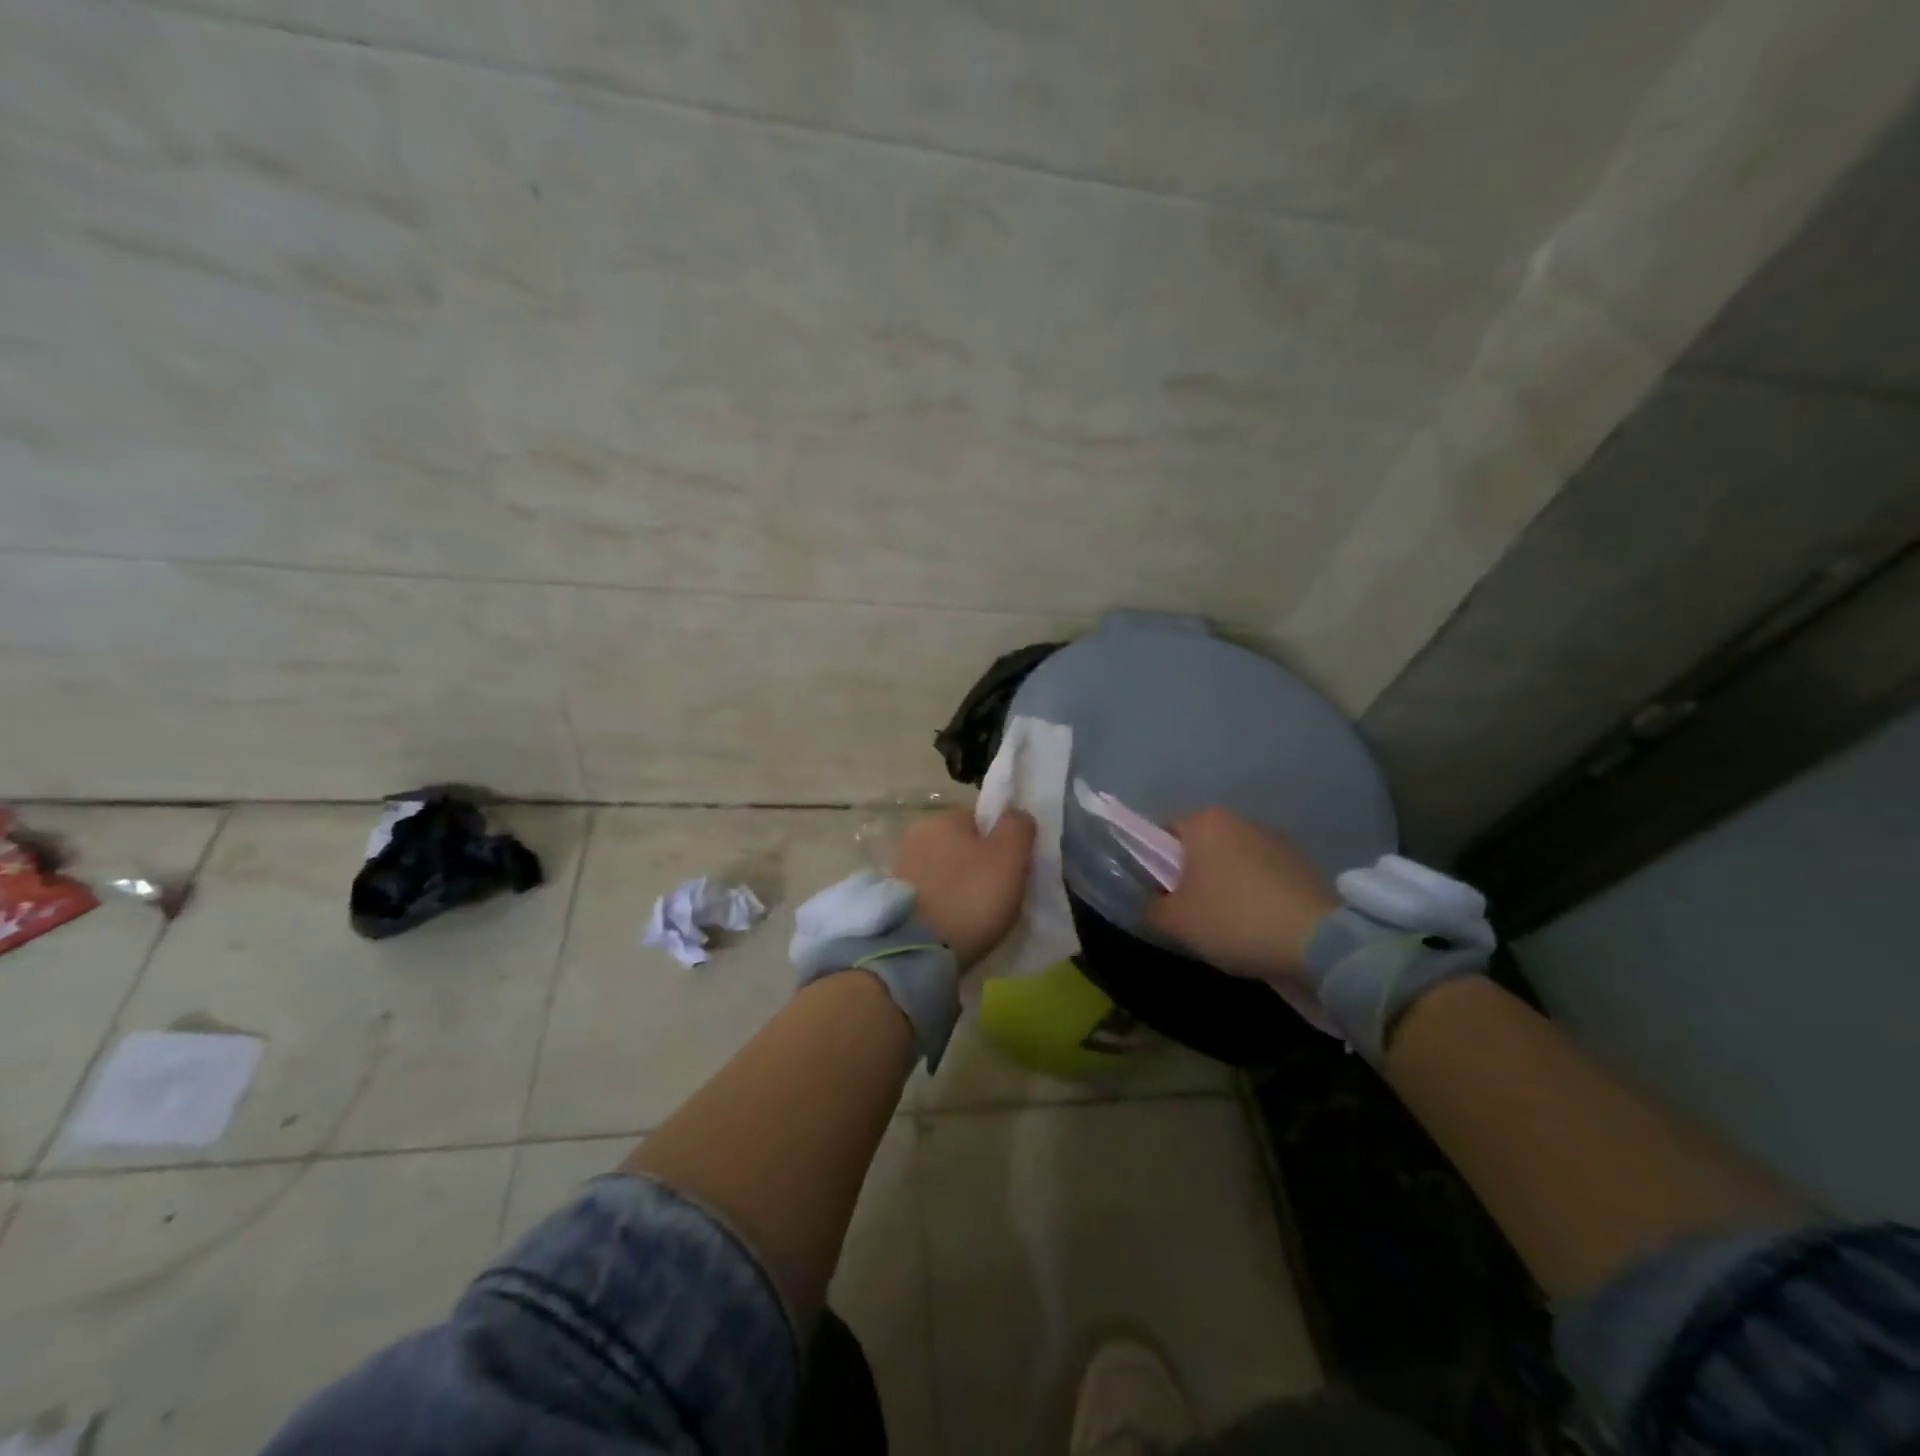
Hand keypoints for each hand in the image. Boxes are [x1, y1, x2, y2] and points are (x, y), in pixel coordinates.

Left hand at [892, 807, 1034, 970]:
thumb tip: (1015, 814)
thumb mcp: (1009, 857)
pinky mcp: (895, 900)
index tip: (1012, 872)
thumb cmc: (969, 897)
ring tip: (977, 917)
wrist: (917, 951)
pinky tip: (955, 926)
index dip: (1002, 845)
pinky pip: (932, 896)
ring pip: (947, 872)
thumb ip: (1017, 827)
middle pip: (963, 847)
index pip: (982, 821)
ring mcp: (902, 868)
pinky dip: (946, 906)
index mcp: (941, 818)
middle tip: (998, 896)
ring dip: (961, 888)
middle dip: (980, 867)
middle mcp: (916, 835)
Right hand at [1147, 808, 1338, 982]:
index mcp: (1205, 822)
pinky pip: (1265, 877)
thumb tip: (1154, 903)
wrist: (1318, 943)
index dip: (1154, 865)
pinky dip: (1257, 895)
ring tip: (1230, 926)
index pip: (1163, 834)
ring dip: (1227, 885)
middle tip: (1190, 914)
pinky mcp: (1304, 864)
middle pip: (1201, 847)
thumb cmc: (1233, 920)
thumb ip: (1151, 908)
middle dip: (1192, 876)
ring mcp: (1277, 840)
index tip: (1160, 896)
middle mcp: (1241, 820)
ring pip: (1234, 861)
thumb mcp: (1175, 922)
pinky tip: (1260, 926)